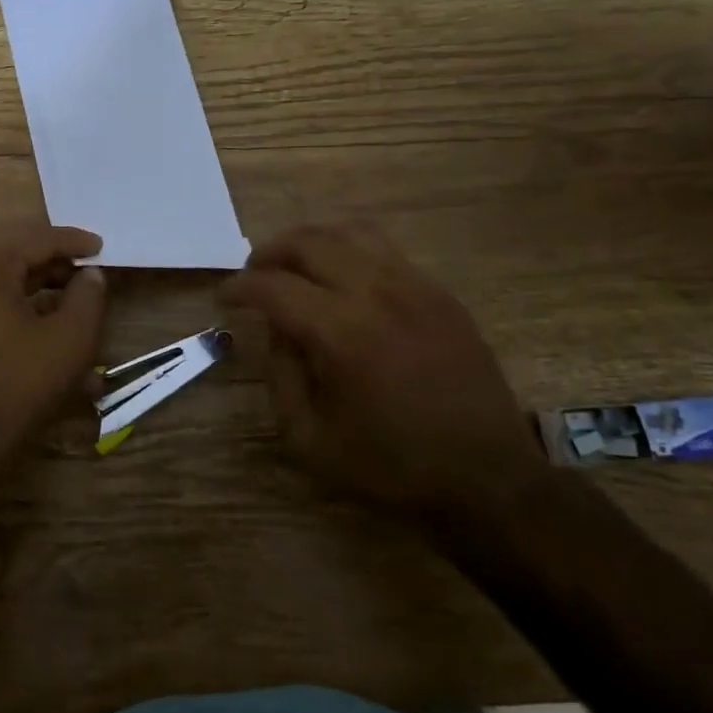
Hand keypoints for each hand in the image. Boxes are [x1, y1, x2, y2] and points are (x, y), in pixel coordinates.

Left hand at [0, 224, 106, 490]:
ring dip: (44, 297)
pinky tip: (51, 345)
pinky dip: (22, 318)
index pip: (37, 238)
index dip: (74, 241)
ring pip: (5, 287)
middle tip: (91, 277)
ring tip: (79, 314)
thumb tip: (90, 274)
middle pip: (18, 258)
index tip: (103, 247)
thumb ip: (88, 297)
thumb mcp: (68, 342)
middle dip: (59, 268)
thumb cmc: (13, 389)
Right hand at [224, 222, 544, 519]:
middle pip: (309, 243)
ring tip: (295, 266)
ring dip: (310, 242)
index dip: (240, 287)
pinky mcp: (439, 293)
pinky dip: (350, 252)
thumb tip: (276, 329)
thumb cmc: (391, 467)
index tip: (225, 297)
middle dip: (269, 253)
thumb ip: (280, 376)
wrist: (487, 479)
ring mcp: (414, 286)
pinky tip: (343, 280)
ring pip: (349, 233)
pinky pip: (385, 250)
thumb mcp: (309, 440)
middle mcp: (377, 293)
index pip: (274, 286)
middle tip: (254, 275)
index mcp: (341, 333)